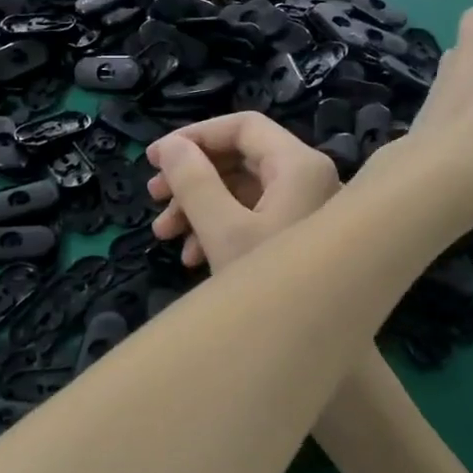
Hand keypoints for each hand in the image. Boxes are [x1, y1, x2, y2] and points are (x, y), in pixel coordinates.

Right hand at [145, 112, 339, 269]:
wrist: (318, 345)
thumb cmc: (270, 282)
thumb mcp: (222, 230)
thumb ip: (193, 181)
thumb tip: (169, 146)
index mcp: (299, 165)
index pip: (242, 126)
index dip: (194, 136)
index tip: (155, 158)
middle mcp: (308, 178)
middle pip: (240, 159)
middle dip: (191, 178)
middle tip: (153, 197)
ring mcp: (306, 208)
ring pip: (242, 190)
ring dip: (198, 207)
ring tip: (164, 235)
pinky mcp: (298, 234)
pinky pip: (254, 216)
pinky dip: (219, 227)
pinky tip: (192, 257)